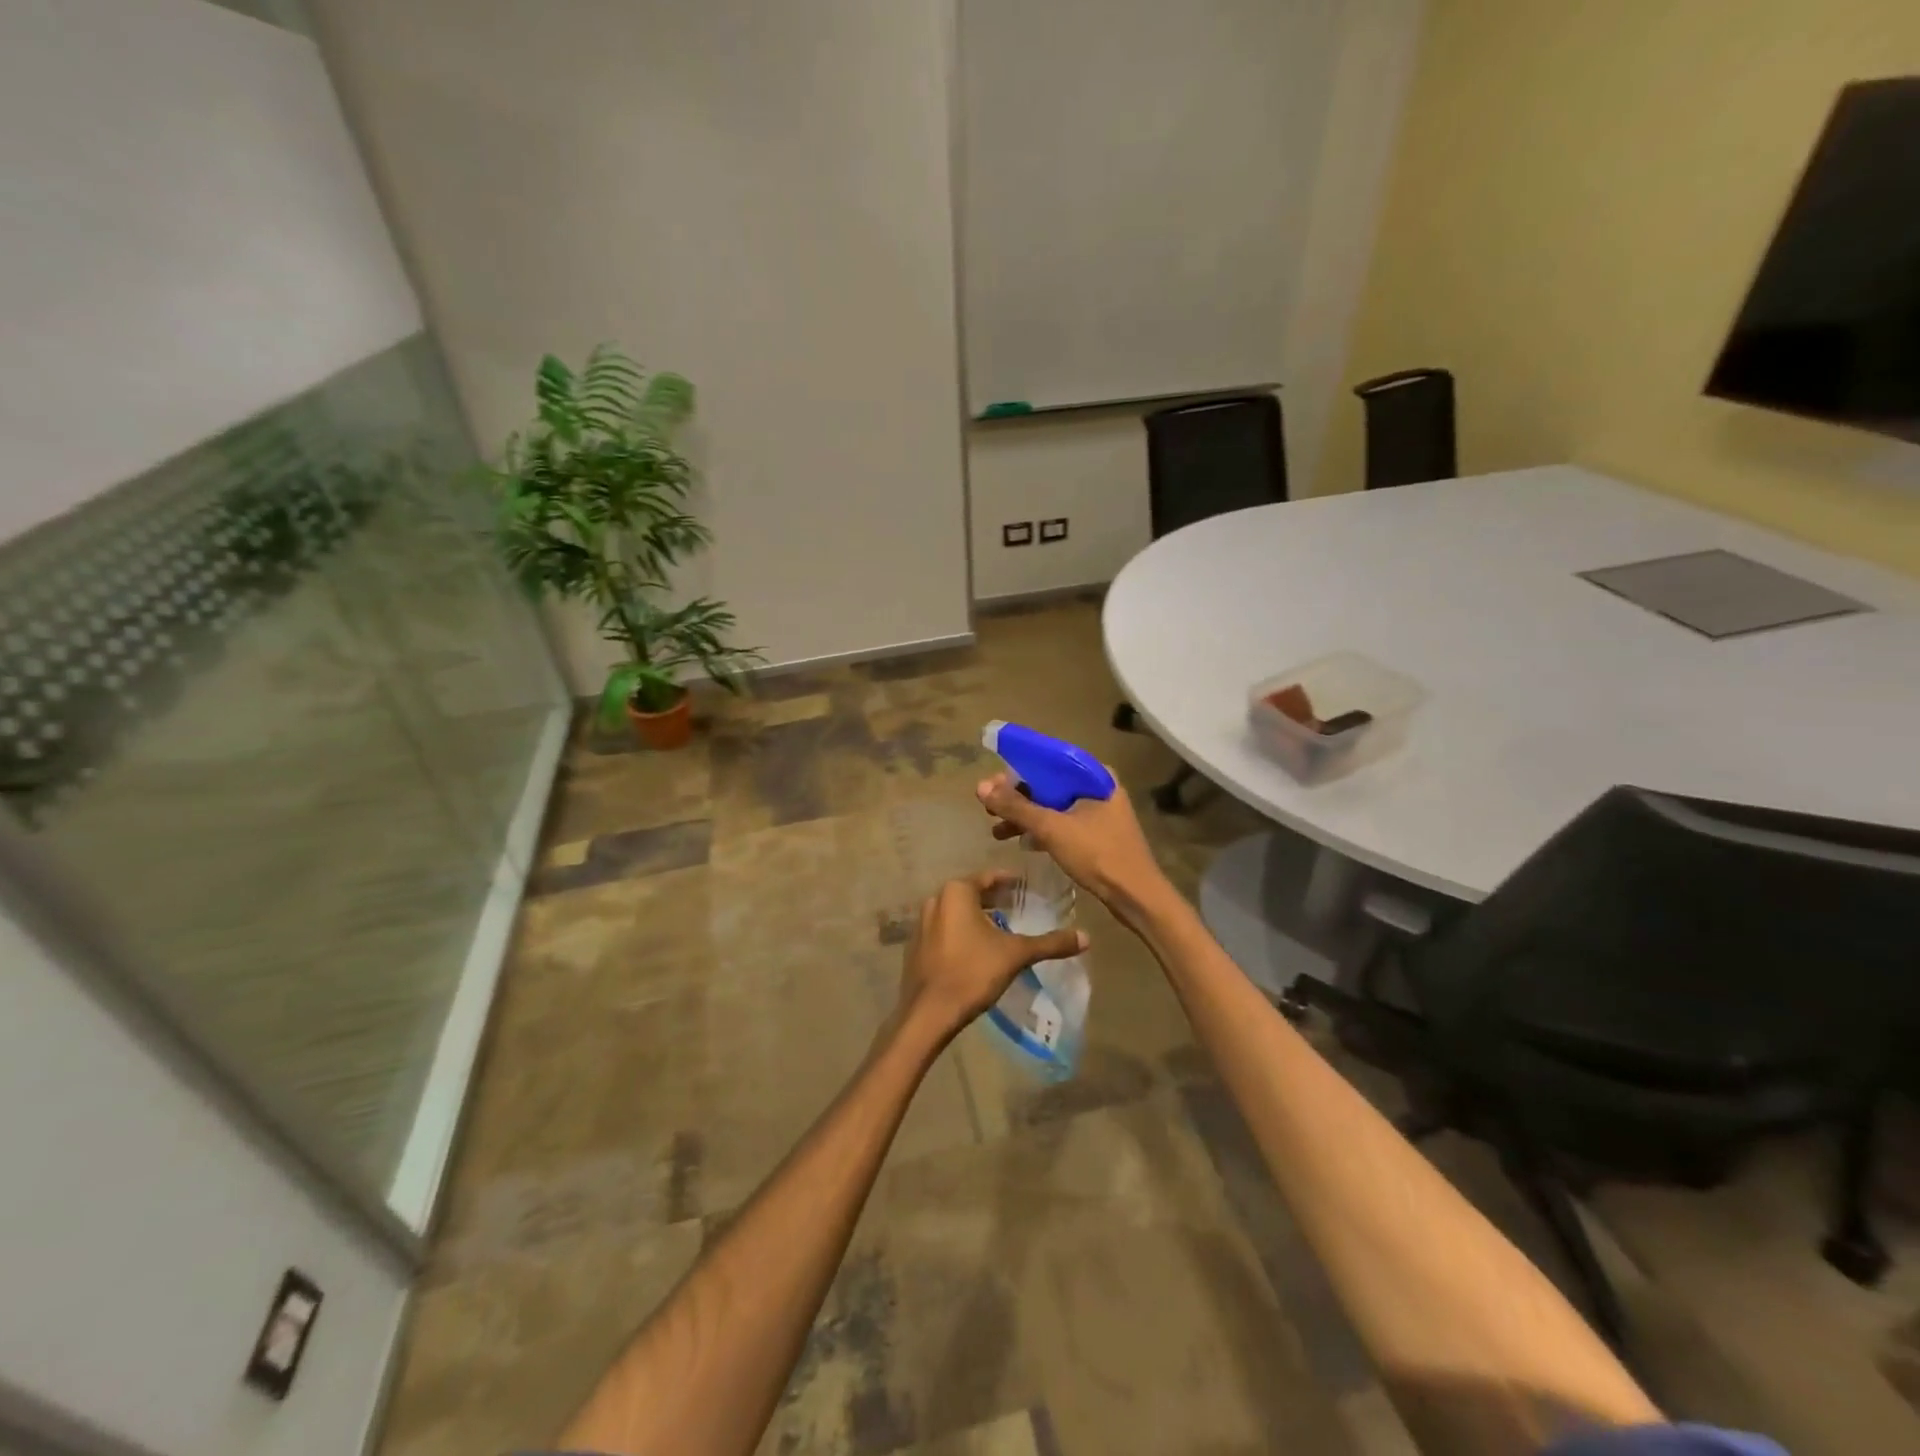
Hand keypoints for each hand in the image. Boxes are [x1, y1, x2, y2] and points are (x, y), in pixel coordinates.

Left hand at [897, 872, 1086, 1042]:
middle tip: (1019, 907)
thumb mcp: (1016, 954)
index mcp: (956, 892)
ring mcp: (921, 922)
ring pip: (956, 912)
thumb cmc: (973, 972)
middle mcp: (935, 899)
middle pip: (972, 893)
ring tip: (1002, 928)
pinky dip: (961, 931)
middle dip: (995, 899)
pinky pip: (944, 929)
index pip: (989, 877)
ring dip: (977, 916)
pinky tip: (977, 948)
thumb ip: (1051, 943)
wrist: (929, 1012)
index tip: (1027, 888)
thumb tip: (1086, 937)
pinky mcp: (916, 945)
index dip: (1010, 882)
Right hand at [976, 774, 1170, 928]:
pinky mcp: (1098, 835)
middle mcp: (1099, 788)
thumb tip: (981, 787)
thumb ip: (1016, 807)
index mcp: (1095, 776)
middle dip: (1018, 796)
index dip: (1017, 769)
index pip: (1049, 760)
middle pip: (1050, 784)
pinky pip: (1063, 824)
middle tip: (988, 807)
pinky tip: (1022, 843)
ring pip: (1055, 806)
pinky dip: (1042, 830)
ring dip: (1026, 816)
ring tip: (997, 830)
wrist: (1136, 897)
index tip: (991, 783)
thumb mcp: (1051, 828)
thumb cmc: (1097, 854)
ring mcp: (1101, 813)